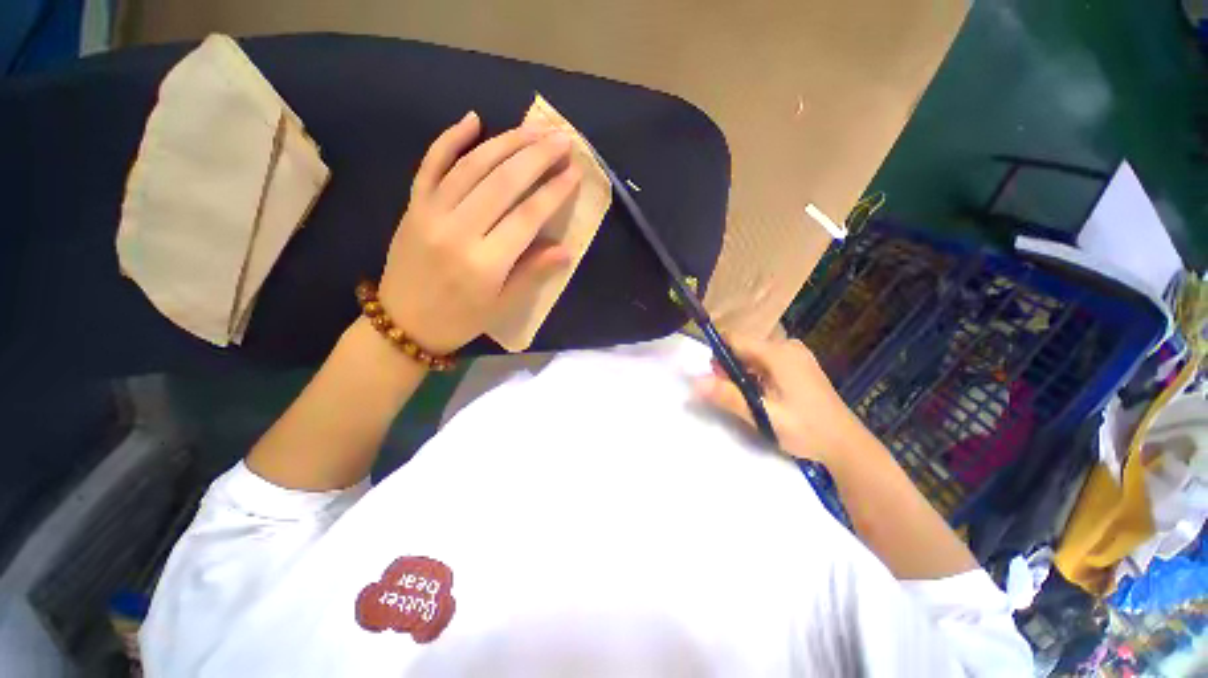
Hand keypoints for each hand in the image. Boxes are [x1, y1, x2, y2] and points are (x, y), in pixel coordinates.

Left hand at [377, 111, 580, 354]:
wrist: (403, 324)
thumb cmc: (461, 320)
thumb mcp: (503, 305)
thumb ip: (533, 273)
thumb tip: (566, 250)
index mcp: (485, 263)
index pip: (526, 216)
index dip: (553, 192)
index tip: (574, 171)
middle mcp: (457, 231)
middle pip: (501, 182)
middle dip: (535, 156)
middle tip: (561, 138)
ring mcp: (430, 213)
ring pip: (471, 166)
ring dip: (505, 142)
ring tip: (533, 128)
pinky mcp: (413, 206)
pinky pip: (431, 164)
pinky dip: (450, 139)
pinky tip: (473, 119)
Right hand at [694, 336, 869, 464]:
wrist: (846, 445)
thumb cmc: (805, 429)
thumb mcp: (763, 414)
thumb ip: (728, 396)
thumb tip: (695, 382)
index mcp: (778, 353)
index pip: (735, 339)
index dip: (718, 353)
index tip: (714, 376)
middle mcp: (787, 347)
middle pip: (744, 347)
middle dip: (730, 366)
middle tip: (731, 393)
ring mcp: (796, 355)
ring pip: (754, 355)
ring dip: (743, 372)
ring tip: (747, 398)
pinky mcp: (800, 365)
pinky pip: (767, 362)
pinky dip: (757, 375)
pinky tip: (763, 395)